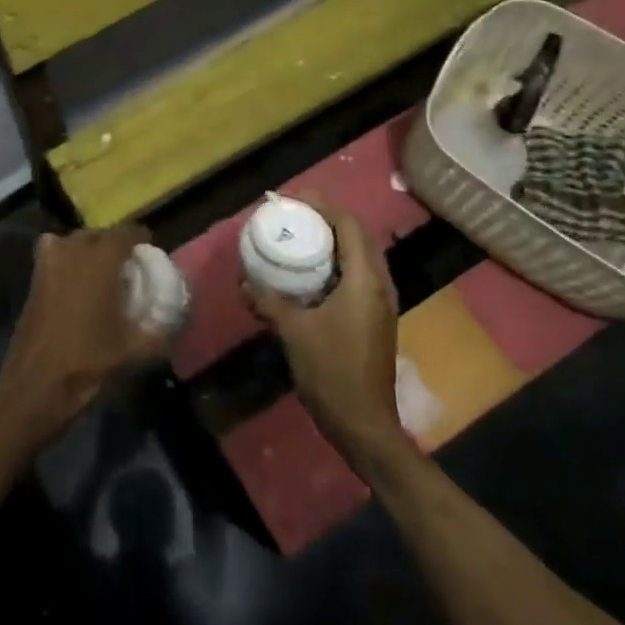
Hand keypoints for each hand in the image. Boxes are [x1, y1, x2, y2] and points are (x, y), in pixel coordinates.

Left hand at [0, 225, 165, 445]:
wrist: (36, 384)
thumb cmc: (88, 360)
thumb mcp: (134, 350)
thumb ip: (159, 331)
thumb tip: (174, 321)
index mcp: (101, 259)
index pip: (127, 233)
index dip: (141, 240)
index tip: (149, 253)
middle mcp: (72, 250)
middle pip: (98, 235)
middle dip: (113, 245)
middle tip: (127, 267)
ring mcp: (48, 262)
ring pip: (73, 242)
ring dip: (87, 251)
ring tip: (101, 274)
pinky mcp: (33, 279)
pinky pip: (54, 256)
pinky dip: (66, 262)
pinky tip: (76, 286)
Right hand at [247, 195, 406, 474]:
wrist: (364, 424)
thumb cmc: (331, 371)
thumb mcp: (293, 332)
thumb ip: (269, 301)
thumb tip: (245, 281)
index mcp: (364, 280)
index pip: (349, 226)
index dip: (324, 206)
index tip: (294, 200)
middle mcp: (379, 285)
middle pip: (357, 237)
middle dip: (327, 221)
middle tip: (294, 216)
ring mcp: (380, 304)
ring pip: (358, 258)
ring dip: (331, 244)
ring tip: (299, 239)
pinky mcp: (374, 320)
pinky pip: (356, 278)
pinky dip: (334, 266)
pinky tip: (308, 277)